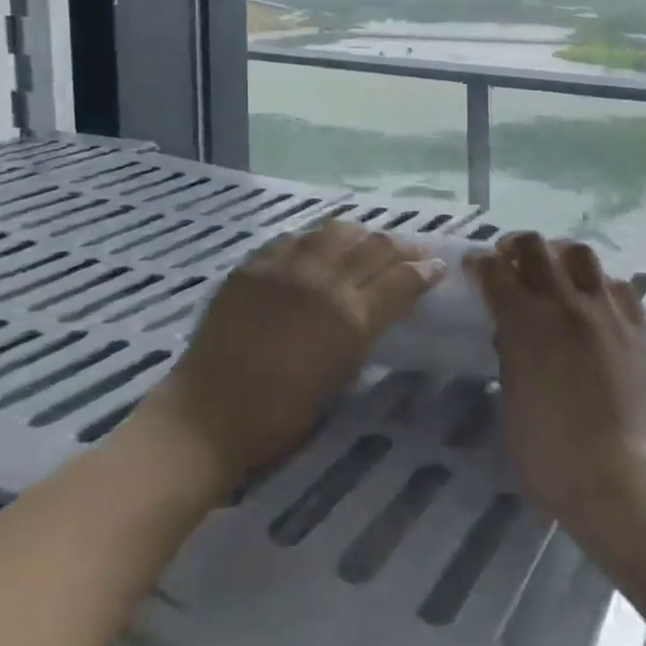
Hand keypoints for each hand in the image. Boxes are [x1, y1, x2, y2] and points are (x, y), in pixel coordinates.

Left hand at [130, 219, 442, 495]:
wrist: (209, 413)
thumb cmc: (282, 414)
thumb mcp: (340, 373)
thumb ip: (365, 331)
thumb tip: (381, 305)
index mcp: (351, 318)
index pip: (402, 279)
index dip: (425, 269)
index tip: (437, 266)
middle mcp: (323, 281)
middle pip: (374, 246)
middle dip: (400, 245)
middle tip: (410, 250)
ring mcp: (286, 267)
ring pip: (335, 230)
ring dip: (359, 235)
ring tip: (364, 243)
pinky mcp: (254, 264)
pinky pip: (294, 238)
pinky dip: (314, 240)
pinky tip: (316, 249)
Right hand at [466, 232, 645, 542]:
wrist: (617, 476)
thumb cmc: (549, 453)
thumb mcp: (511, 402)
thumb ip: (509, 356)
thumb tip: (510, 333)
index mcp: (524, 322)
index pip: (496, 271)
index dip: (480, 263)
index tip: (474, 266)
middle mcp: (564, 304)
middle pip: (537, 247)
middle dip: (516, 246)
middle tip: (509, 258)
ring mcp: (605, 311)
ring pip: (581, 254)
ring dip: (559, 254)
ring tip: (554, 269)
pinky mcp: (636, 327)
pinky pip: (619, 285)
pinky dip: (600, 283)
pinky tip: (595, 299)